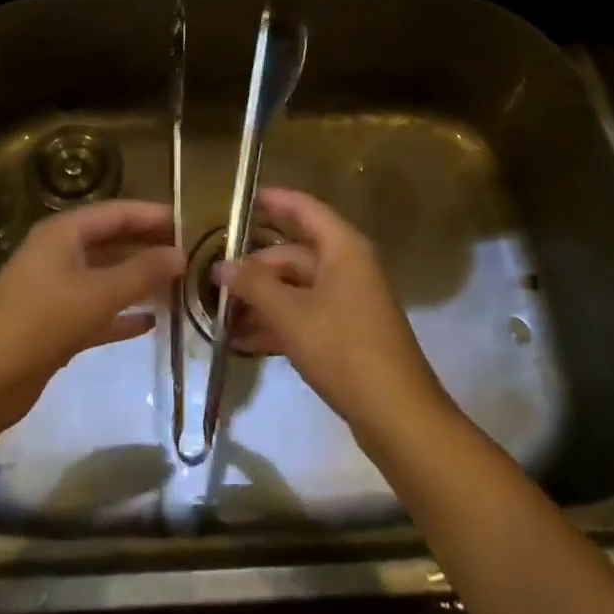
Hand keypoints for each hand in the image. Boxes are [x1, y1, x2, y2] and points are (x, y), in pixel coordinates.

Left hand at [0, 200, 184, 427]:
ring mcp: (55, 288)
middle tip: (188, 255)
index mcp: (64, 232)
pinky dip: (121, 314)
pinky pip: (97, 309)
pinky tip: (150, 323)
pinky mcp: (55, 323)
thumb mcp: (99, 293)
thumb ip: (142, 272)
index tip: (189, 223)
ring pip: (106, 276)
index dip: (153, 216)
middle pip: (112, 241)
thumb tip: (180, 254)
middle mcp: (59, 253)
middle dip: (148, 247)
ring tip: (177, 286)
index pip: (117, 212)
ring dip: (138, 281)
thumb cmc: (43, 321)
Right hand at [216, 188, 453, 442]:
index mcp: (342, 247)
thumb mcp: (292, 315)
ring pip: (298, 286)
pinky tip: (244, 339)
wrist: (397, 414)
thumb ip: (255, 286)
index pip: (304, 208)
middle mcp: (348, 266)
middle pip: (296, 252)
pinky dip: (278, 321)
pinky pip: (306, 314)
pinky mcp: (347, 333)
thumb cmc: (344, 349)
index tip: (241, 199)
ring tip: (221, 310)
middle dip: (256, 264)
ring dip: (263, 297)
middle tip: (217, 274)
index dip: (274, 201)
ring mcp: (349, 300)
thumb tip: (222, 266)